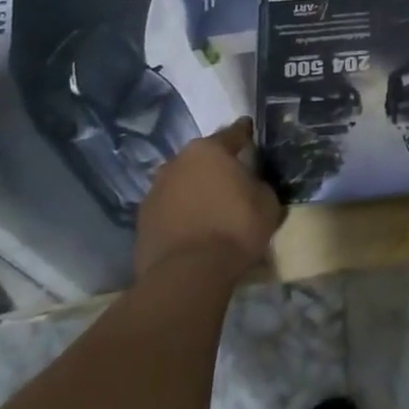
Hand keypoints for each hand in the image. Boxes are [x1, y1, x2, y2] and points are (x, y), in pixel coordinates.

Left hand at [136, 118, 283, 284]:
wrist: (188, 274)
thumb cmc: (235, 228)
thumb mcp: (267, 202)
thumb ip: (259, 184)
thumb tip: (252, 184)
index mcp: (209, 150)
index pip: (234, 133)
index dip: (246, 134)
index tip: (253, 134)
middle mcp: (177, 162)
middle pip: (203, 158)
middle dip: (217, 166)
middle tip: (233, 180)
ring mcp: (155, 191)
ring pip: (182, 182)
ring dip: (195, 189)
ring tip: (212, 208)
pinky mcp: (142, 220)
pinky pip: (170, 208)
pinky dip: (182, 212)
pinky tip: (194, 228)